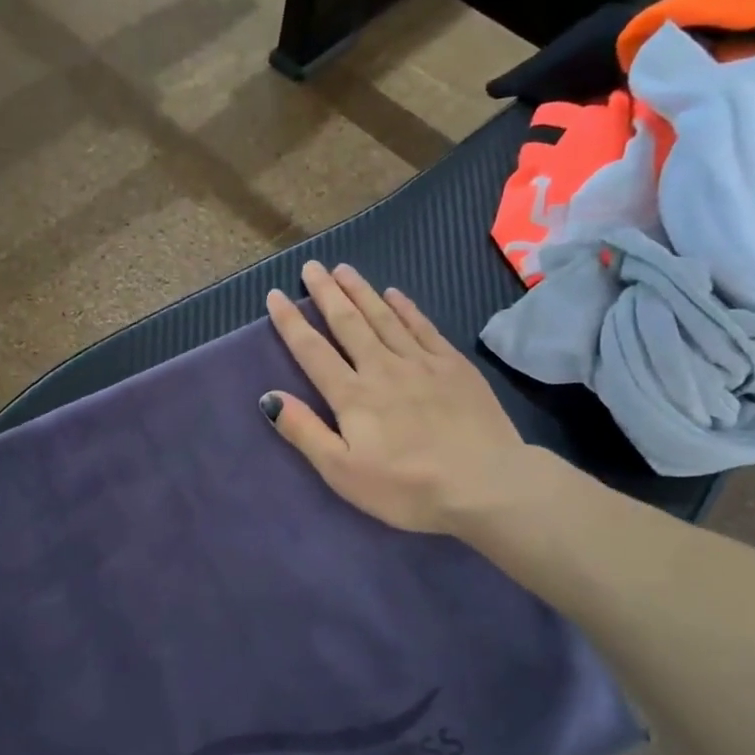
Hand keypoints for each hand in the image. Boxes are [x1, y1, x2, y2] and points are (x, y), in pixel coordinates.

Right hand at [262, 262, 541, 534]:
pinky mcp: (454, 367)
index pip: (313, 351)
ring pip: (384, 318)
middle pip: (348, 323)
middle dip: (326, 293)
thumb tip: (269, 397)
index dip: (291, 322)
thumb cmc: (406, 488)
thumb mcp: (342, 472)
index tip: (276, 295)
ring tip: (344, 269)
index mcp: (352, 396)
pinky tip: (395, 294)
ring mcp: (422, 363)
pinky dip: (406, 308)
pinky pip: (424, 327)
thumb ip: (305, 432)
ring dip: (361, 291)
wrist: (486, 485)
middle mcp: (382, 368)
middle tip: (311, 266)